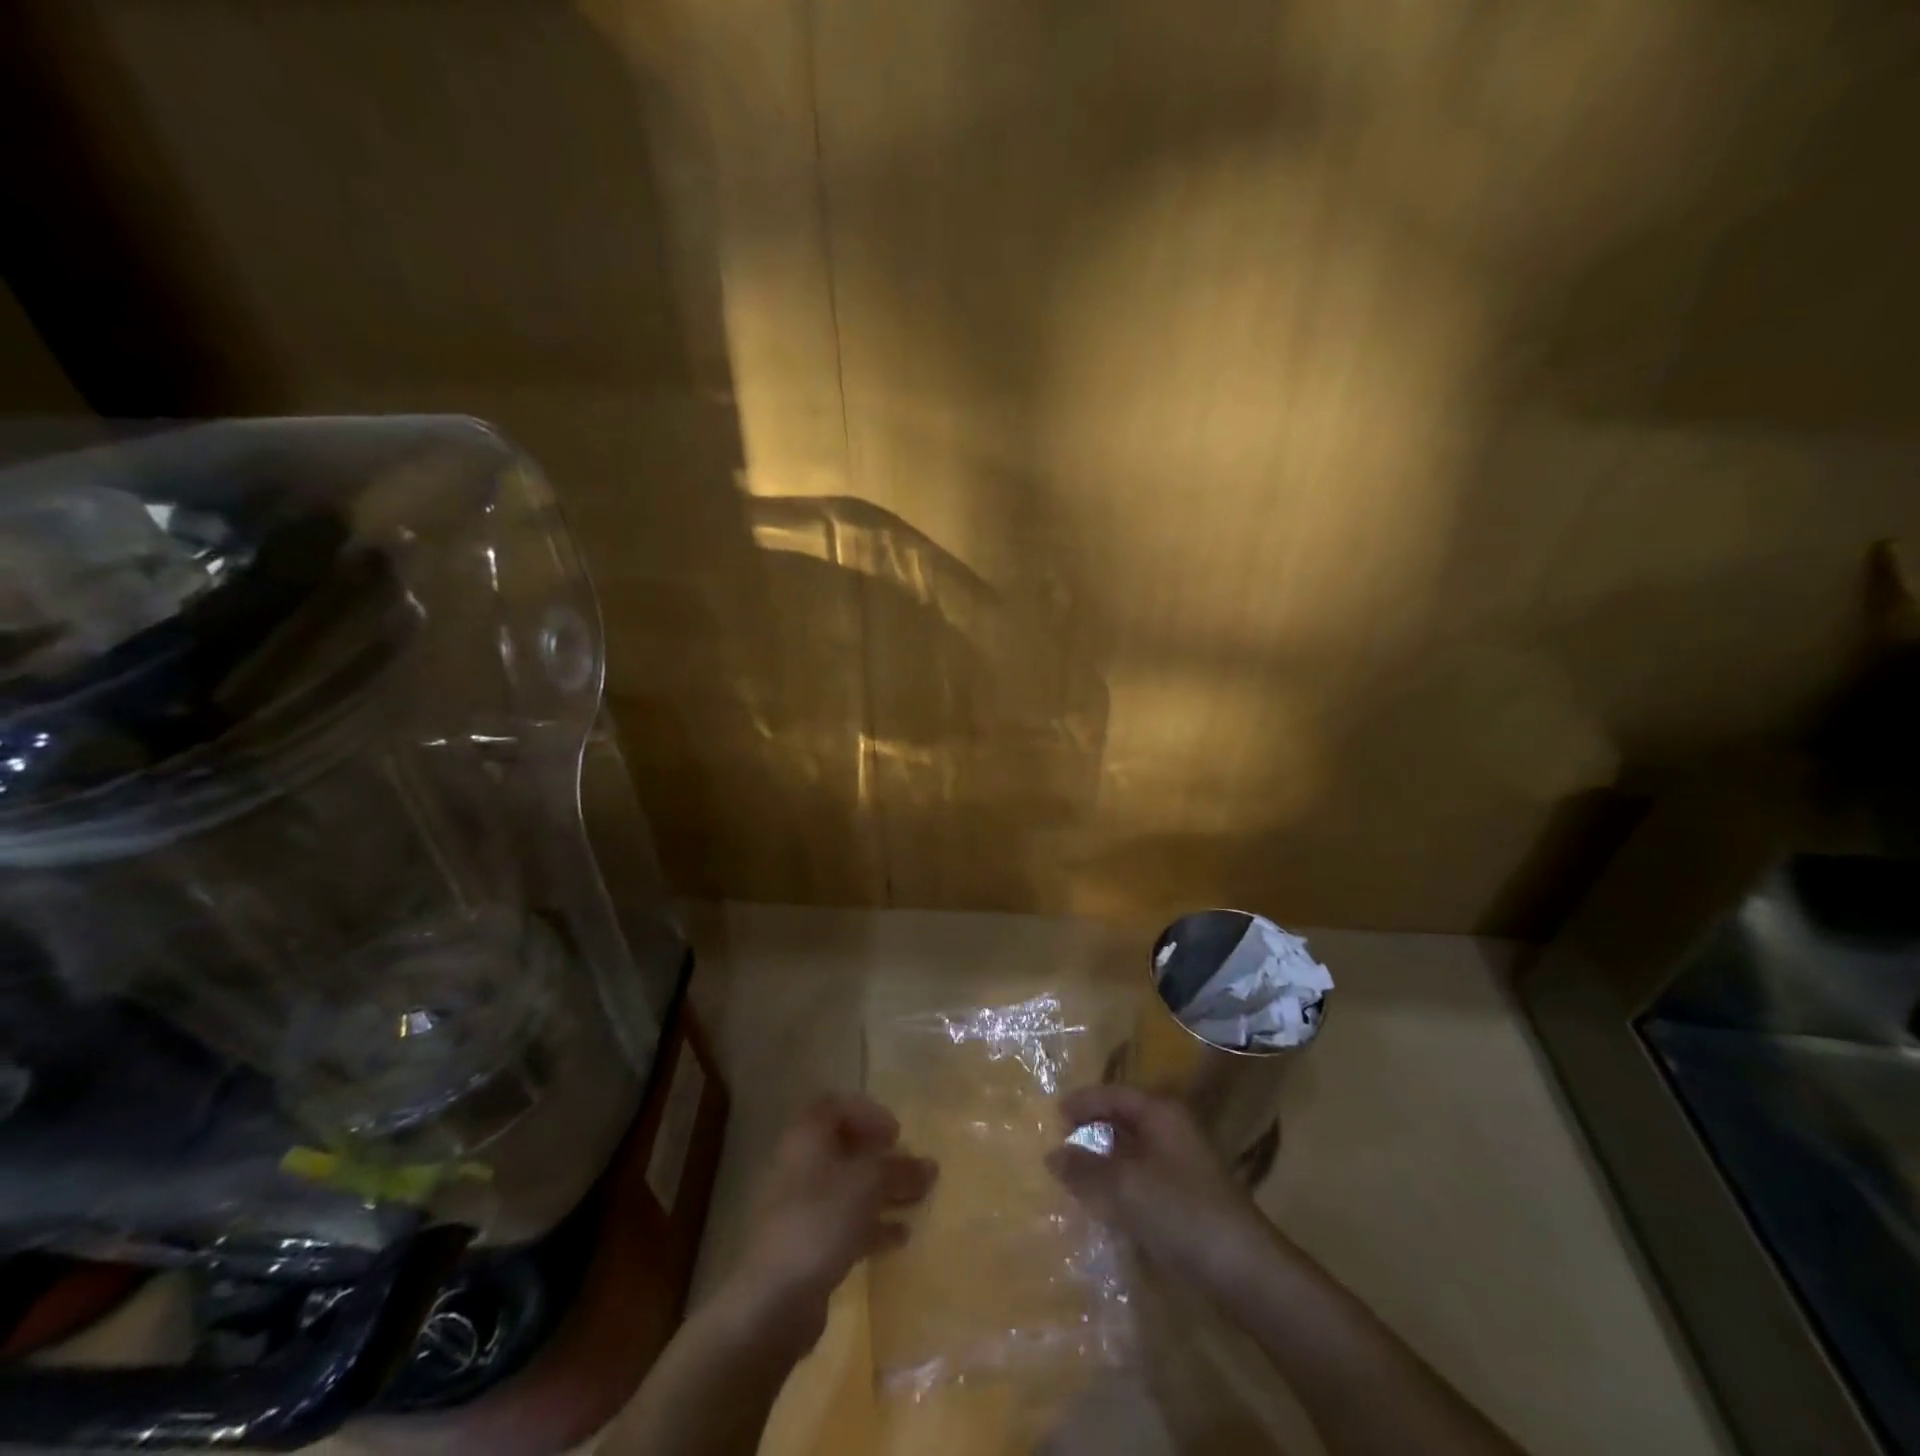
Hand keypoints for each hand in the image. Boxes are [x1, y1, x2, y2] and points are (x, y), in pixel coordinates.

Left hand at [722, 1094, 936, 1348]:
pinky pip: (844, 1222)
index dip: (867, 1113)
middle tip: (911, 1166)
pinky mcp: (807, 1245)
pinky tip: (901, 1236)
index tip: (896, 1133)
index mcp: (808, 1136)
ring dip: (882, 1191)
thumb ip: (901, 1170)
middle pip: (844, 1148)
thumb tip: (931, 1165)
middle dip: (881, 1156)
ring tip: (917, 1200)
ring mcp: (801, 1206)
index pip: (836, 1106)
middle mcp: (801, 1164)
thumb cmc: (822, 1219)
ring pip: (847, 1187)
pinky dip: (872, 1224)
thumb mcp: (869, 1184)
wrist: (774, 1299)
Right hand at [1046, 1085, 1273, 1289]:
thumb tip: (1052, 1155)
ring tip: (1074, 1176)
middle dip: (1091, 1131)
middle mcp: (1172, 1129)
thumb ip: (1084, 1169)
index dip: (1082, 1102)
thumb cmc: (1181, 1212)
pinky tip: (1104, 1204)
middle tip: (1059, 1146)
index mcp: (1160, 1113)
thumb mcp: (1124, 1187)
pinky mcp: (1187, 1197)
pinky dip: (1120, 1184)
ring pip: (1133, 1151)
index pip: (1113, 1094)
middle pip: (1123, 1119)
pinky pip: (1143, 1178)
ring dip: (1104, 1161)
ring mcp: (1183, 1163)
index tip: (1052, 1116)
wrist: (1244, 1270)